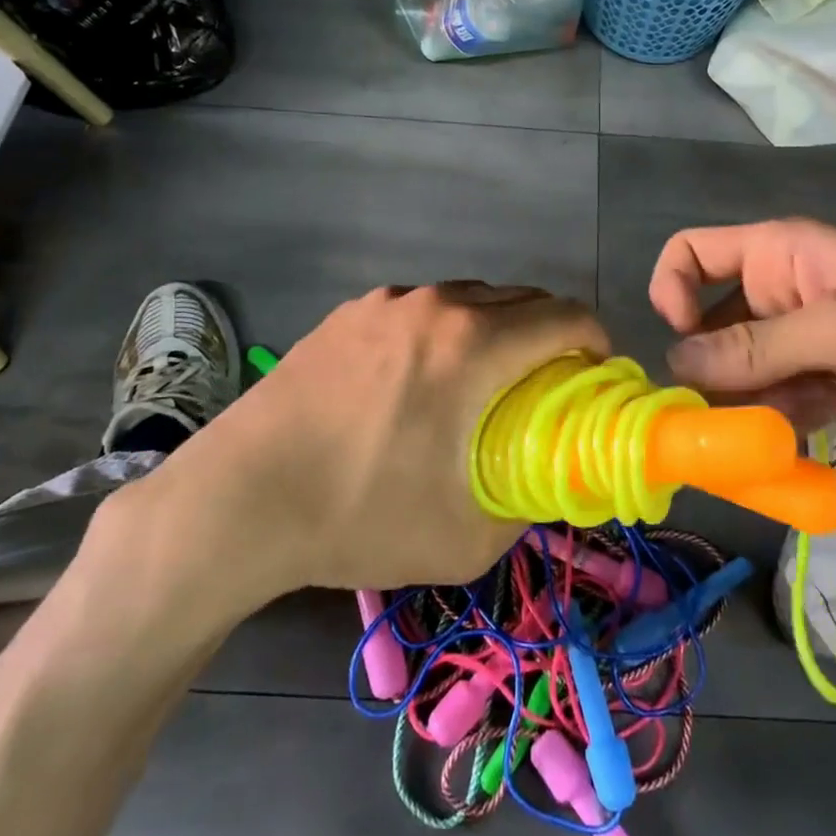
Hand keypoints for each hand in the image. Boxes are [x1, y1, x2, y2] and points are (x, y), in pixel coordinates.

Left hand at [90, 282, 606, 625]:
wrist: (238, 498)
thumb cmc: (359, 515)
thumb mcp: (465, 537)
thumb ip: (527, 505)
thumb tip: (551, 485)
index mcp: (474, 344)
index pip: (566, 317)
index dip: (596, 343)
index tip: (596, 378)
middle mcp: (437, 304)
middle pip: (523, 300)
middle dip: (551, 335)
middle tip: (546, 388)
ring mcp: (388, 302)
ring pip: (472, 299)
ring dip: (499, 329)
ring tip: (482, 383)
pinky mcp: (350, 313)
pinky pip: (424, 309)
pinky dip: (448, 330)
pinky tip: (420, 380)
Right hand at [650, 218, 835, 461]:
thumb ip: (760, 345)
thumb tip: (675, 362)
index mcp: (780, 253)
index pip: (693, 252)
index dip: (673, 289)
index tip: (683, 341)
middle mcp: (780, 292)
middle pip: (710, 323)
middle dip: (710, 367)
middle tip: (717, 416)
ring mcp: (802, 341)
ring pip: (739, 370)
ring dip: (743, 403)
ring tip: (764, 434)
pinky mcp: (821, 382)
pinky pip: (772, 400)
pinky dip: (773, 422)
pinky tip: (796, 440)